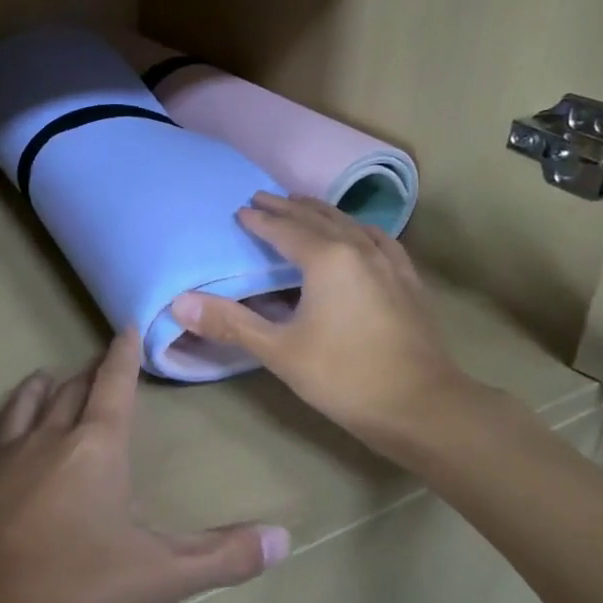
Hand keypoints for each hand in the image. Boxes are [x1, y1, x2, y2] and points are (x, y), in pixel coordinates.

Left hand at [0, 331, 290, 602]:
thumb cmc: (72, 590)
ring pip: (19, 410)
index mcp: (96, 448)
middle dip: (85, 377)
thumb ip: (222, 556)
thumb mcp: (158, 577)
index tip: (126, 327)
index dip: (124, 356)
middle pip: (69, 395)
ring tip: (43, 378)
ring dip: (34, 392)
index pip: (115, 386)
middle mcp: (46, 439)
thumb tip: (285, 539)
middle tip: (94, 368)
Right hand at [171, 194, 489, 449]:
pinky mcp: (407, 280)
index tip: (240, 210)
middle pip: (317, 218)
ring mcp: (388, 262)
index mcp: (326, 259)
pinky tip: (359, 236)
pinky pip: (377, 239)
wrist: (422, 405)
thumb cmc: (344, 377)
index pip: (285, 230)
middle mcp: (358, 249)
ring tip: (303, 206)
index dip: (260, 220)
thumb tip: (180, 302)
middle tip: (264, 197)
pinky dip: (357, 229)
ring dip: (321, 213)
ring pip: (349, 224)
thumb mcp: (279, 352)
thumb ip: (231, 323)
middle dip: (287, 207)